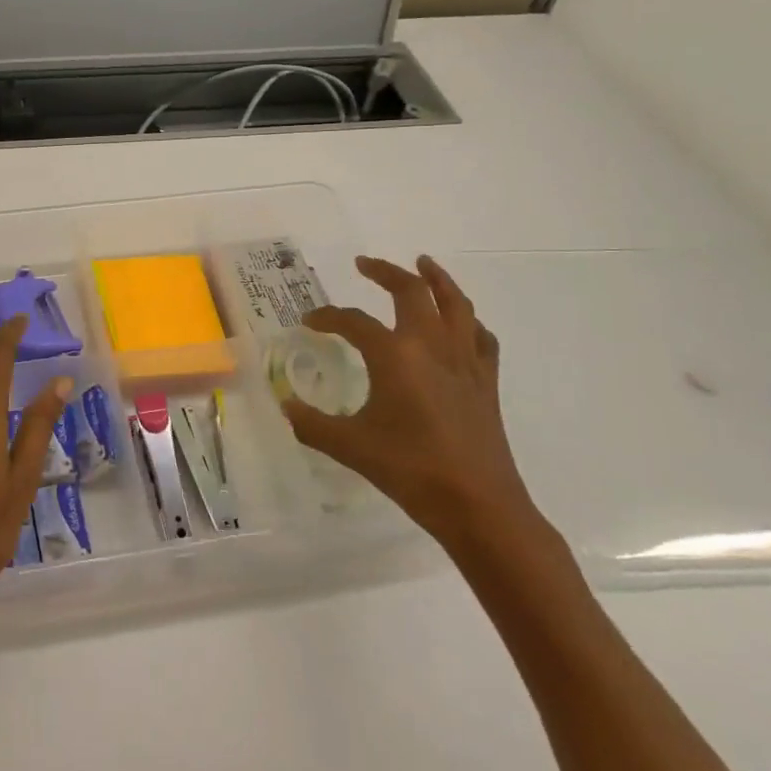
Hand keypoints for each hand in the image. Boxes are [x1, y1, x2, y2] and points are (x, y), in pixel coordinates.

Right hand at [281, 255, 536, 547]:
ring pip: (455, 304)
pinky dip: (467, 322)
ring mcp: (464, 361)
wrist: (479, 506)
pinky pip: (479, 337)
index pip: (353, 322)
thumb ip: (311, 423)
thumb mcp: (350, 447)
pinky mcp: (486, 381)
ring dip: (437, 279)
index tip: (309, 322)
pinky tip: (460, 324)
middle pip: (411, 292)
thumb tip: (284, 404)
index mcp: (395, 356)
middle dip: (385, 272)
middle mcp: (431, 346)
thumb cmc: (411, 470)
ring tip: (423, 264)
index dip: (327, 317)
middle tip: (365, 264)